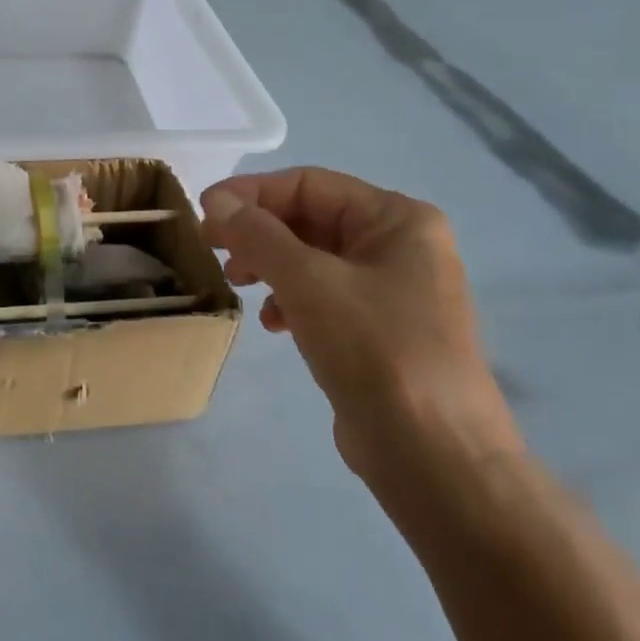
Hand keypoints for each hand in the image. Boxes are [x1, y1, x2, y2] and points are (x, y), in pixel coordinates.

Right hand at [201, 168, 520, 491]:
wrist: (435, 456)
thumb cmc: (375, 350)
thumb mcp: (308, 282)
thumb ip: (257, 234)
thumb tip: (216, 198)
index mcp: (397, 219)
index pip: (309, 184)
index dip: (251, 192)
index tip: (204, 211)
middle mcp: (400, 245)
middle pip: (310, 218)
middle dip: (258, 231)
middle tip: (214, 249)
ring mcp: (393, 290)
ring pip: (312, 257)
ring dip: (269, 265)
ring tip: (239, 284)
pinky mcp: (380, 330)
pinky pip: (323, 295)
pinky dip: (291, 300)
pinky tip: (273, 324)